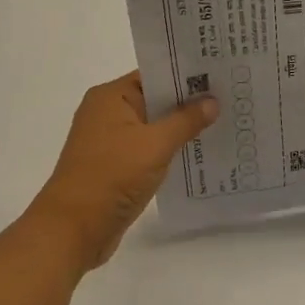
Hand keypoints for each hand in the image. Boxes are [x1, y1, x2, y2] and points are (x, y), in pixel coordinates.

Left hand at [27, 71, 217, 272]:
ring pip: (156, 125)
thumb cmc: (111, 176)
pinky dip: (172, 148)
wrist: (73, 230)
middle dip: (191, 101)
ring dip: (184, 127)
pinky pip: (152, 148)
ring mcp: (112, 141)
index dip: (188, 74)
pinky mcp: (118, 166)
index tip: (221, 74)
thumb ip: (186, 120)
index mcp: (111, 97)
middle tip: (231, 96)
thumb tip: (213, 101)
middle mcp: (109, 113)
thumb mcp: (155, 144)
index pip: (155, 74)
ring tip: (225, 121)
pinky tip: (202, 150)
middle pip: (157, 99)